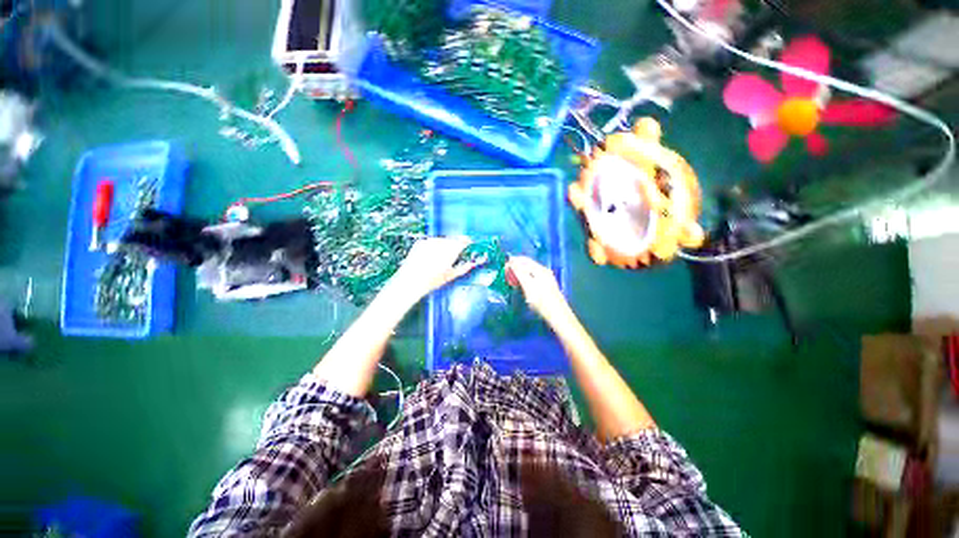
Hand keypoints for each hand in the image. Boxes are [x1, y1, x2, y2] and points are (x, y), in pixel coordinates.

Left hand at [387, 237, 478, 303]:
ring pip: (442, 240)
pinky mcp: (421, 242)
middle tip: (455, 254)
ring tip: (440, 258)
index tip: (469, 244)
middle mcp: (440, 243)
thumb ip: (464, 268)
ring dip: (444, 245)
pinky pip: (432, 241)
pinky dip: (434, 246)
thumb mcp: (450, 276)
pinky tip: (431, 257)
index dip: (467, 243)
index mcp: (450, 251)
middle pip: (453, 240)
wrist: (410, 281)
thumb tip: (473, 264)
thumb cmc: (431, 281)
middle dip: (455, 245)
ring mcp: (429, 241)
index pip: (463, 241)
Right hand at [505, 256, 569, 321]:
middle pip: (527, 265)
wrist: (558, 315)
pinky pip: (532, 278)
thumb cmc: (541, 301)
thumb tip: (511, 260)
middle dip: (515, 268)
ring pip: (529, 272)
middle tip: (506, 275)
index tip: (504, 268)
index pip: (524, 260)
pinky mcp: (546, 286)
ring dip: (519, 274)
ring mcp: (546, 279)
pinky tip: (521, 286)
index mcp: (540, 269)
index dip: (513, 262)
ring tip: (511, 281)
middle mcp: (544, 271)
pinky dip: (524, 280)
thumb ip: (519, 272)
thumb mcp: (528, 285)